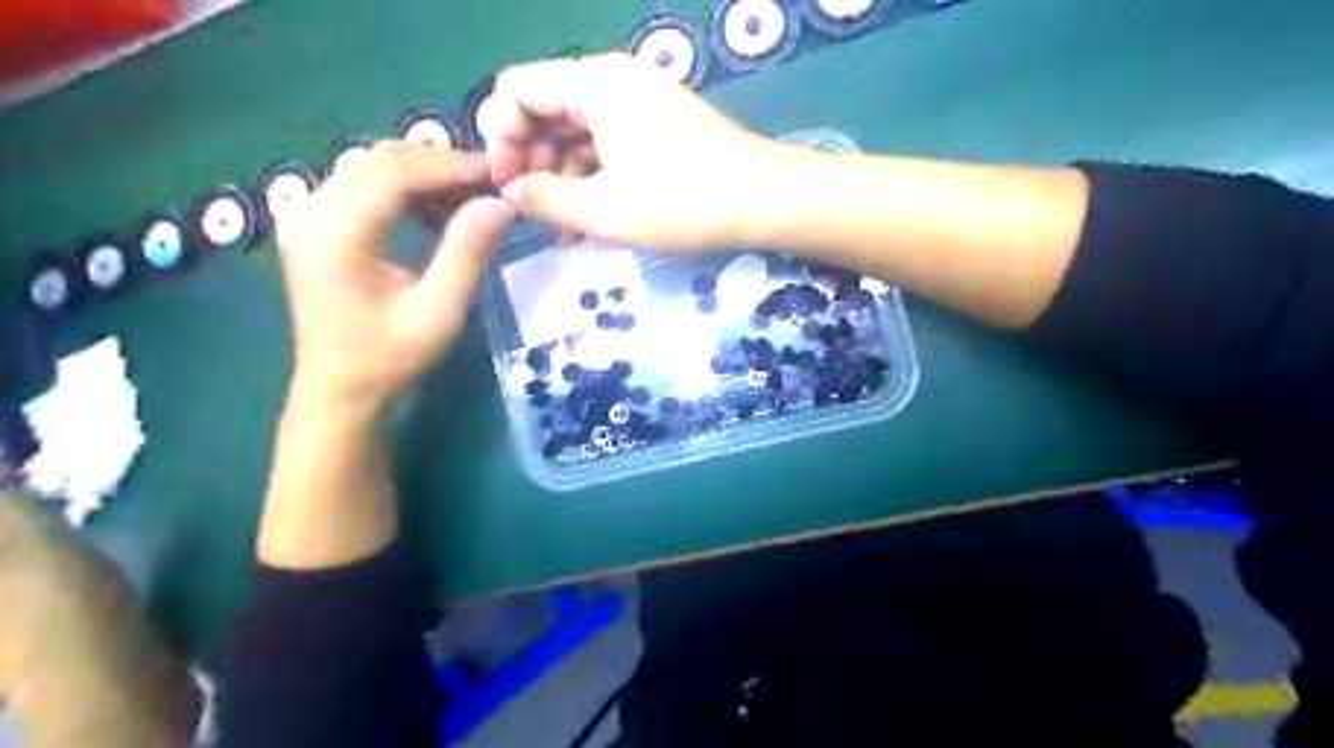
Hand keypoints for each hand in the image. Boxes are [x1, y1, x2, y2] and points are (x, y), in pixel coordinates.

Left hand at [277, 139, 513, 405]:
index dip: (448, 166)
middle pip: (379, 160)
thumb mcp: (439, 311)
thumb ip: (467, 253)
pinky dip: (403, 188)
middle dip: (438, 165)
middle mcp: (310, 211)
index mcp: (335, 233)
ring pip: (370, 166)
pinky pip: (362, 184)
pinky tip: (432, 210)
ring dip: (421, 174)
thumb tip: (500, 204)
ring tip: (467, 197)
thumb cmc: (389, 358)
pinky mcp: (314, 224)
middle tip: (487, 185)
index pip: (394, 172)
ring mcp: (306, 214)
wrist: (340, 390)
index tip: (495, 173)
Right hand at [478, 54, 776, 251]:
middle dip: (531, 160)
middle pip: (548, 108)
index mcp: (594, 84)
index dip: (500, 138)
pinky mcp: (660, 125)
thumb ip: (546, 198)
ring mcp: (641, 101)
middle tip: (531, 212)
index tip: (504, 187)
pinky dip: (594, 175)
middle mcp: (614, 81)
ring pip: (579, 131)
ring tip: (562, 227)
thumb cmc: (682, 203)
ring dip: (563, 176)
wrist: (765, 202)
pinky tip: (591, 216)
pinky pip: (609, 142)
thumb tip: (511, 191)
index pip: (518, 91)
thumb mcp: (604, 209)